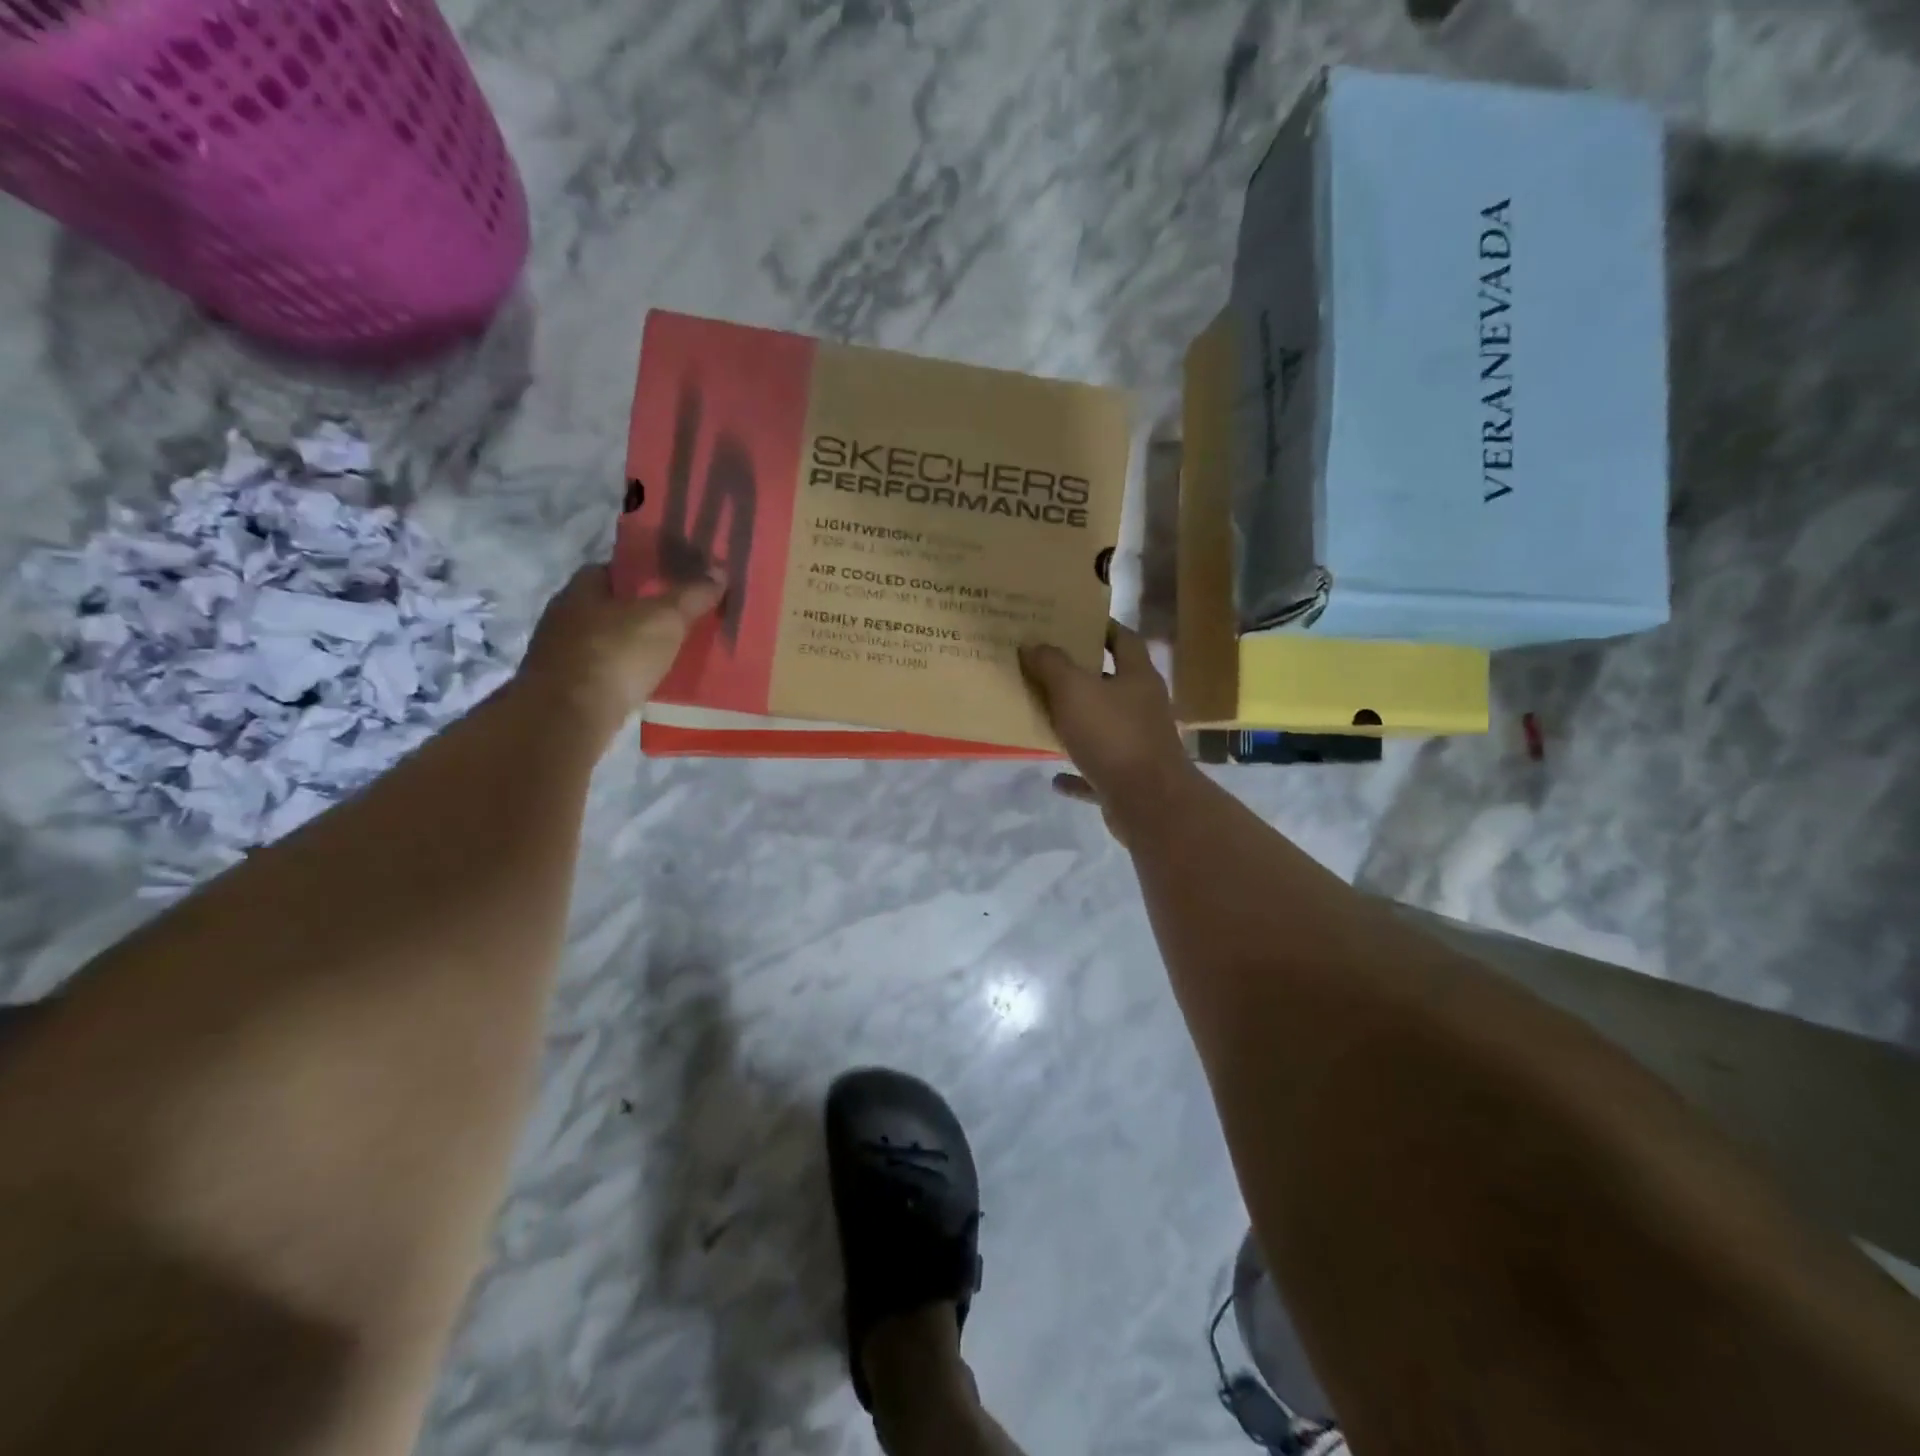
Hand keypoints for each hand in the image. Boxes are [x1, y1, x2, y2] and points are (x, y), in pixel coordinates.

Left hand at [517, 563, 723, 731]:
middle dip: (635, 614)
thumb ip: (692, 596)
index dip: (640, 575)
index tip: (669, 586)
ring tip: (664, 655)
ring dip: (626, 647)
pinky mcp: (562, 690)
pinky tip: (641, 684)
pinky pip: (598, 674)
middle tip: (674, 622)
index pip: (610, 570)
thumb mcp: (665, 620)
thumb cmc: (616, 654)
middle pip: (605, 607)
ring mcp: (558, 656)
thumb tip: (719, 571)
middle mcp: (562, 617)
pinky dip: (619, 675)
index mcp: (580, 590)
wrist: (570, 717)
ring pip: (601, 642)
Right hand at [1019, 623, 1197, 837]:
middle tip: (1045, 667)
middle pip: (1112, 684)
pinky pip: (1096, 772)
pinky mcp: (1127, 780)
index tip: (1074, 622)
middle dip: (1082, 677)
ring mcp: (1138, 745)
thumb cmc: (1113, 736)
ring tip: (1044, 717)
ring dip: (1077, 724)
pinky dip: (1076, 773)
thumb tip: (1032, 644)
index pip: (1124, 640)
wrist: (1148, 802)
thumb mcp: (1074, 691)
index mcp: (1138, 678)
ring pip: (1103, 728)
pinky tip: (1054, 777)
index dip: (1102, 627)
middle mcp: (1143, 708)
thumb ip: (1052, 665)